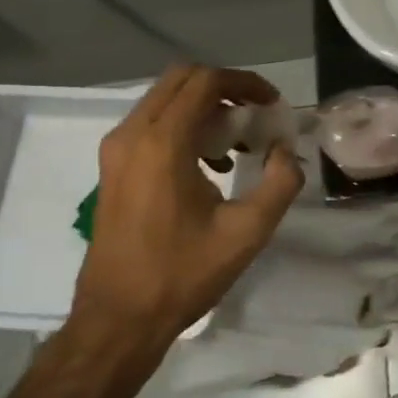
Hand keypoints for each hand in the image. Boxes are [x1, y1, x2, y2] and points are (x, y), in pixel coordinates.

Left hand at [71, 64, 303, 351]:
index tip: (272, 104)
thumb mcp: (248, 231)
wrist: (118, 318)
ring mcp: (116, 150)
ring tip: (237, 143)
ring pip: (164, 99)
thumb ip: (280, 182)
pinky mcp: (111, 167)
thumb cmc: (183, 274)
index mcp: (163, 143)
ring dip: (204, 107)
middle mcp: (132, 134)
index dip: (246, 83)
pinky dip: (183, 125)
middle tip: (256, 115)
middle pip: (182, 79)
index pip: (206, 81)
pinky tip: (208, 165)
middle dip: (225, 88)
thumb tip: (286, 150)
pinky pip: (150, 123)